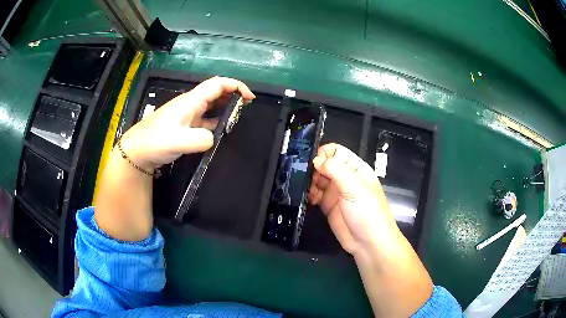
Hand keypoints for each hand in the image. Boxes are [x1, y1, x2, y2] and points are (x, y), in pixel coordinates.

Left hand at [119, 76, 255, 169]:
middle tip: (247, 107)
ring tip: (238, 116)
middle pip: (216, 91)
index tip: (249, 98)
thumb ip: (201, 139)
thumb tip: (214, 138)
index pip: (217, 84)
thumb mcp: (179, 141)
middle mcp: (191, 104)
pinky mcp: (185, 126)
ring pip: (211, 104)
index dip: (236, 86)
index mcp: (191, 101)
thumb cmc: (155, 141)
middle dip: (234, 94)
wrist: (137, 150)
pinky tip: (221, 129)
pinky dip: (217, 120)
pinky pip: (206, 118)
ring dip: (226, 107)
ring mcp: (187, 115)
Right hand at [309, 143, 399, 256]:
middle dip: (313, 167)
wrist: (368, 243)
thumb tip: (316, 160)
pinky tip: (307, 198)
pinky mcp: (328, 206)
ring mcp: (335, 192)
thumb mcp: (355, 187)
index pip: (336, 151)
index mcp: (355, 168)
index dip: (323, 153)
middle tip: (302, 175)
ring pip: (317, 179)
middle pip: (324, 164)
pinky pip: (314, 195)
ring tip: (303, 187)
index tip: (313, 162)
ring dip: (309, 181)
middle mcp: (344, 178)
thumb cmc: (367, 211)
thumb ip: (335, 170)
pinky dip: (309, 194)